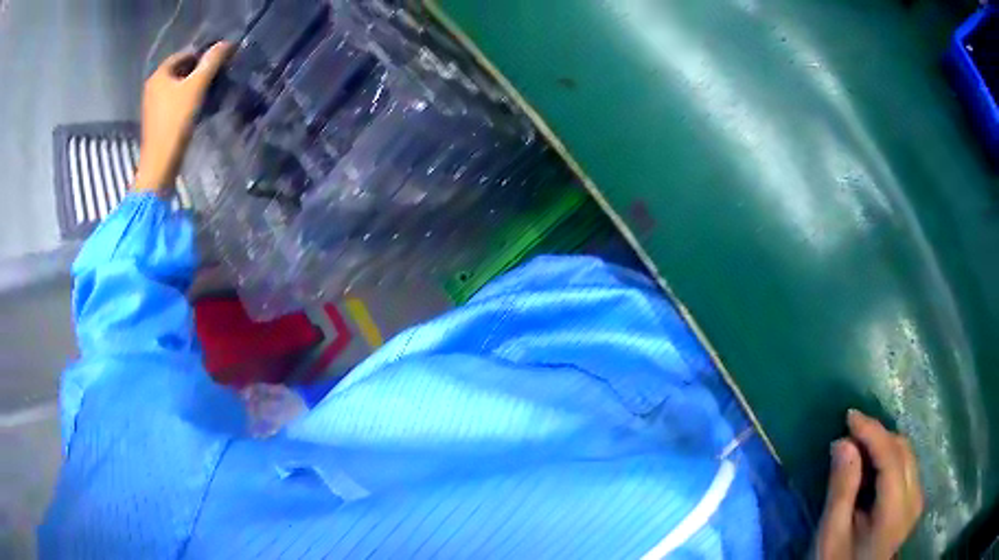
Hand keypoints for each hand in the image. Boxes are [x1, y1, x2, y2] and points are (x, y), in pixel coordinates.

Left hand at [134, 42, 234, 194]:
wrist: (159, 164)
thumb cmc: (175, 122)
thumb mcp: (196, 87)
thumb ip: (212, 62)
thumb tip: (227, 43)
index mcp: (159, 75)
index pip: (185, 54)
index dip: (203, 54)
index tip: (220, 62)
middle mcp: (153, 86)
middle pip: (181, 70)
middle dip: (200, 71)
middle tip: (218, 76)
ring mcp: (153, 105)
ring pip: (179, 87)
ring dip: (195, 86)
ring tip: (212, 91)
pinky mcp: (157, 120)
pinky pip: (175, 101)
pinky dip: (188, 100)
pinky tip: (199, 107)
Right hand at [814, 410, 923, 558]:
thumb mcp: (832, 534)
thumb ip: (841, 490)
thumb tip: (844, 442)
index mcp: (895, 513)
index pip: (891, 458)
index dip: (873, 432)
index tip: (849, 416)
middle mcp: (914, 499)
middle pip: (903, 451)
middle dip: (878, 436)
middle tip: (850, 434)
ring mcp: (918, 498)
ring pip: (907, 453)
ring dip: (884, 444)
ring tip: (859, 447)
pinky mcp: (916, 499)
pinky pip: (907, 464)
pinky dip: (889, 456)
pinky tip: (872, 464)